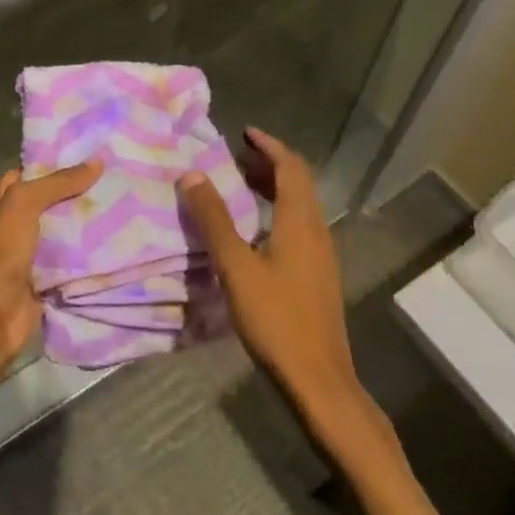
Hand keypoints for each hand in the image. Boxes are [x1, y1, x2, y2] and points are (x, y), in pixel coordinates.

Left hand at [0, 162, 102, 371]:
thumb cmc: (2, 253)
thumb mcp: (24, 205)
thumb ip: (58, 183)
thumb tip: (97, 162)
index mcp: (6, 200)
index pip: (34, 172)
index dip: (59, 162)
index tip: (94, 154)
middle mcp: (19, 222)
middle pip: (54, 201)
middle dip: (82, 193)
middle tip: (120, 178)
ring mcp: (34, 252)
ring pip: (67, 231)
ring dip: (91, 224)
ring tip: (128, 205)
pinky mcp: (49, 279)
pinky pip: (74, 261)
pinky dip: (93, 256)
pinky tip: (121, 243)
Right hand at [179, 128, 371, 415]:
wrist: (320, 382)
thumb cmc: (277, 319)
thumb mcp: (236, 267)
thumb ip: (214, 219)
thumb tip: (192, 175)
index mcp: (300, 222)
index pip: (290, 168)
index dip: (269, 146)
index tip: (244, 132)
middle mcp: (316, 232)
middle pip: (299, 184)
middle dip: (269, 164)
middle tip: (236, 156)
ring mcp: (321, 256)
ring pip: (301, 206)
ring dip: (274, 187)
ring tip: (242, 184)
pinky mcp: (318, 276)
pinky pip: (300, 226)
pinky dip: (278, 211)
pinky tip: (256, 229)